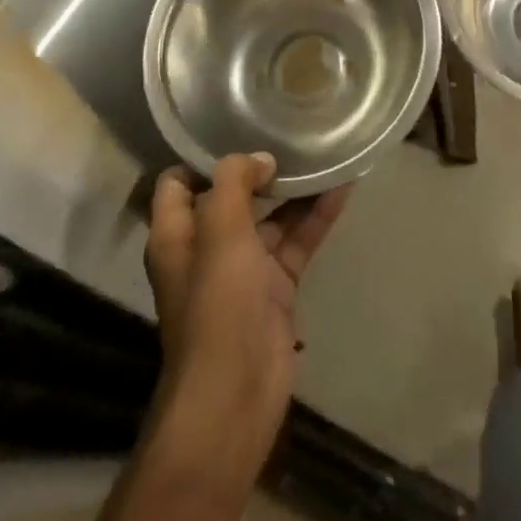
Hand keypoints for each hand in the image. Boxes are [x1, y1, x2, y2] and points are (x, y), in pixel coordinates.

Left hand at [144, 153, 349, 443]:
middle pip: (231, 195)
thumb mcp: (219, 230)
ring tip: (325, 150)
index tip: (239, 126)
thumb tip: (260, 160)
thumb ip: (234, 181)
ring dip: (295, 188)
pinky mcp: (275, 287)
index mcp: (176, 234)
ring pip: (271, 216)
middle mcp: (206, 247)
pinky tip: (344, 187)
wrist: (236, 394)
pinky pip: (297, 241)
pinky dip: (316, 216)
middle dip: (259, 166)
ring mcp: (243, 269)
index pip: (179, 181)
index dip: (204, 155)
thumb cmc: (217, 305)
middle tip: (291, 131)